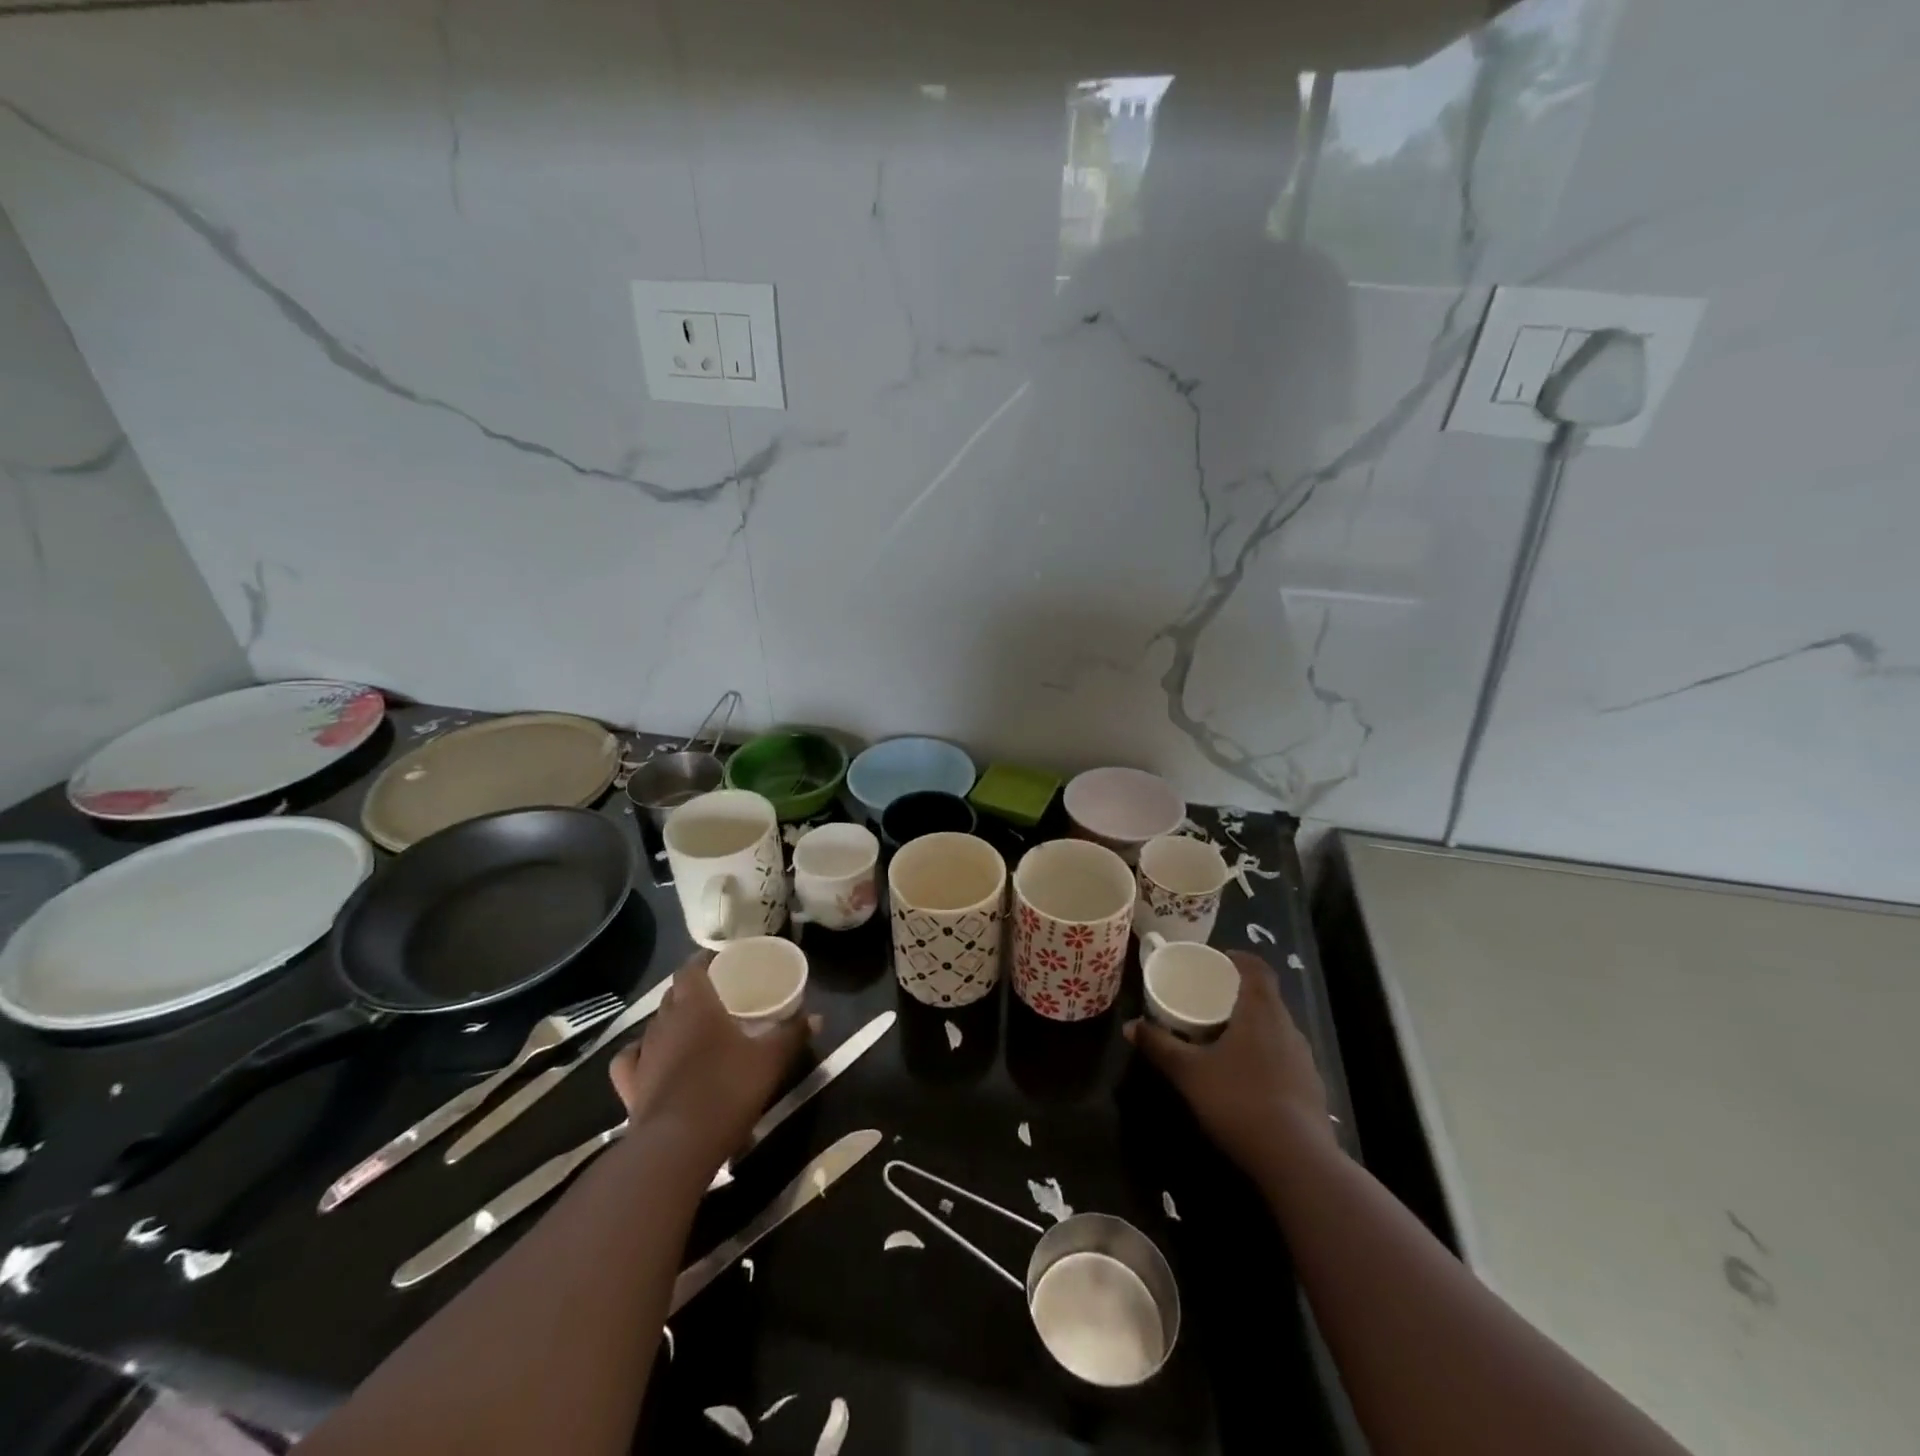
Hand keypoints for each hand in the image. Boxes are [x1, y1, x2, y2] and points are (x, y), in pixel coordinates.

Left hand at [608, 952, 816, 1174]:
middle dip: (691, 989)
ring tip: (690, 1028)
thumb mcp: (771, 1060)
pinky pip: (631, 1059)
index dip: (703, 961)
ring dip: (670, 1020)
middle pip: (673, 994)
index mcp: (696, 1005)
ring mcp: (644, 1054)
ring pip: (653, 1024)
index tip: (719, 961)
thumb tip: (817, 1017)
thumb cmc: (727, 1089)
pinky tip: (652, 1058)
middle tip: (716, 995)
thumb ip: (792, 1034)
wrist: (677, 1146)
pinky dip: (640, 1053)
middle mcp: (664, 1021)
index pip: (691, 968)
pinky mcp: (630, 1086)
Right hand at [1125, 951, 1333, 1184]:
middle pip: (1266, 998)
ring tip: (1224, 1037)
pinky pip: (1284, 1057)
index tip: (1219, 960)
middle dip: (1239, 995)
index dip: (1240, 959)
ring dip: (1253, 1026)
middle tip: (1209, 1000)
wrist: (1297, 1160)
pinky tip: (1246, 1077)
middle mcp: (1288, 1027)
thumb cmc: (1238, 1100)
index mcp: (1261, 1011)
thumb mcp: (1188, 1072)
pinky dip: (1264, 1055)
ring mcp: (1304, 1059)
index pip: (1258, 969)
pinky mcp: (1312, 1089)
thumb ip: (1159, 1045)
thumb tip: (1129, 1026)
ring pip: (1276, 1029)